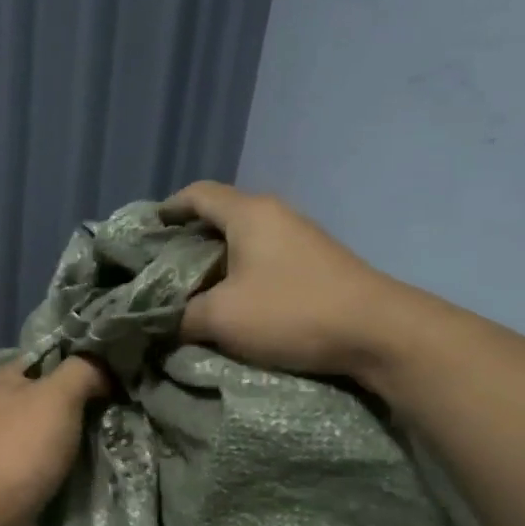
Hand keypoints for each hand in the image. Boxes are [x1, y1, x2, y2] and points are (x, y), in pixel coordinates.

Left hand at [0, 357, 109, 525]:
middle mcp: (4, 408)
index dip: (84, 357)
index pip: (51, 356)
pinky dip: (77, 462)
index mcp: (5, 379)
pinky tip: (105, 459)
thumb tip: (105, 369)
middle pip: (56, 394)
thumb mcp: (57, 395)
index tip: (121, 366)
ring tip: (125, 430)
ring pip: (59, 430)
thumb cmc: (20, 448)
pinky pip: (57, 461)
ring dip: (87, 434)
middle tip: (129, 401)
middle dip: (91, 399)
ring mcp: (11, 446)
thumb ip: (84, 371)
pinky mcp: (20, 479)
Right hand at [162, 181, 399, 377]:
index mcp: (248, 213)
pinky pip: (266, 256)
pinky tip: (236, 300)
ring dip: (218, 259)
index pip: (197, 194)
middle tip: (164, 269)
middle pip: (221, 214)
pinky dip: (243, 271)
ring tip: (196, 288)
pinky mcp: (317, 261)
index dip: (168, 209)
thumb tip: (162, 320)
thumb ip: (182, 316)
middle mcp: (275, 214)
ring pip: (245, 238)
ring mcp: (301, 236)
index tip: (147, 233)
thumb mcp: (221, 318)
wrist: (376, 331)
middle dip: (189, 238)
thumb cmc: (291, 312)